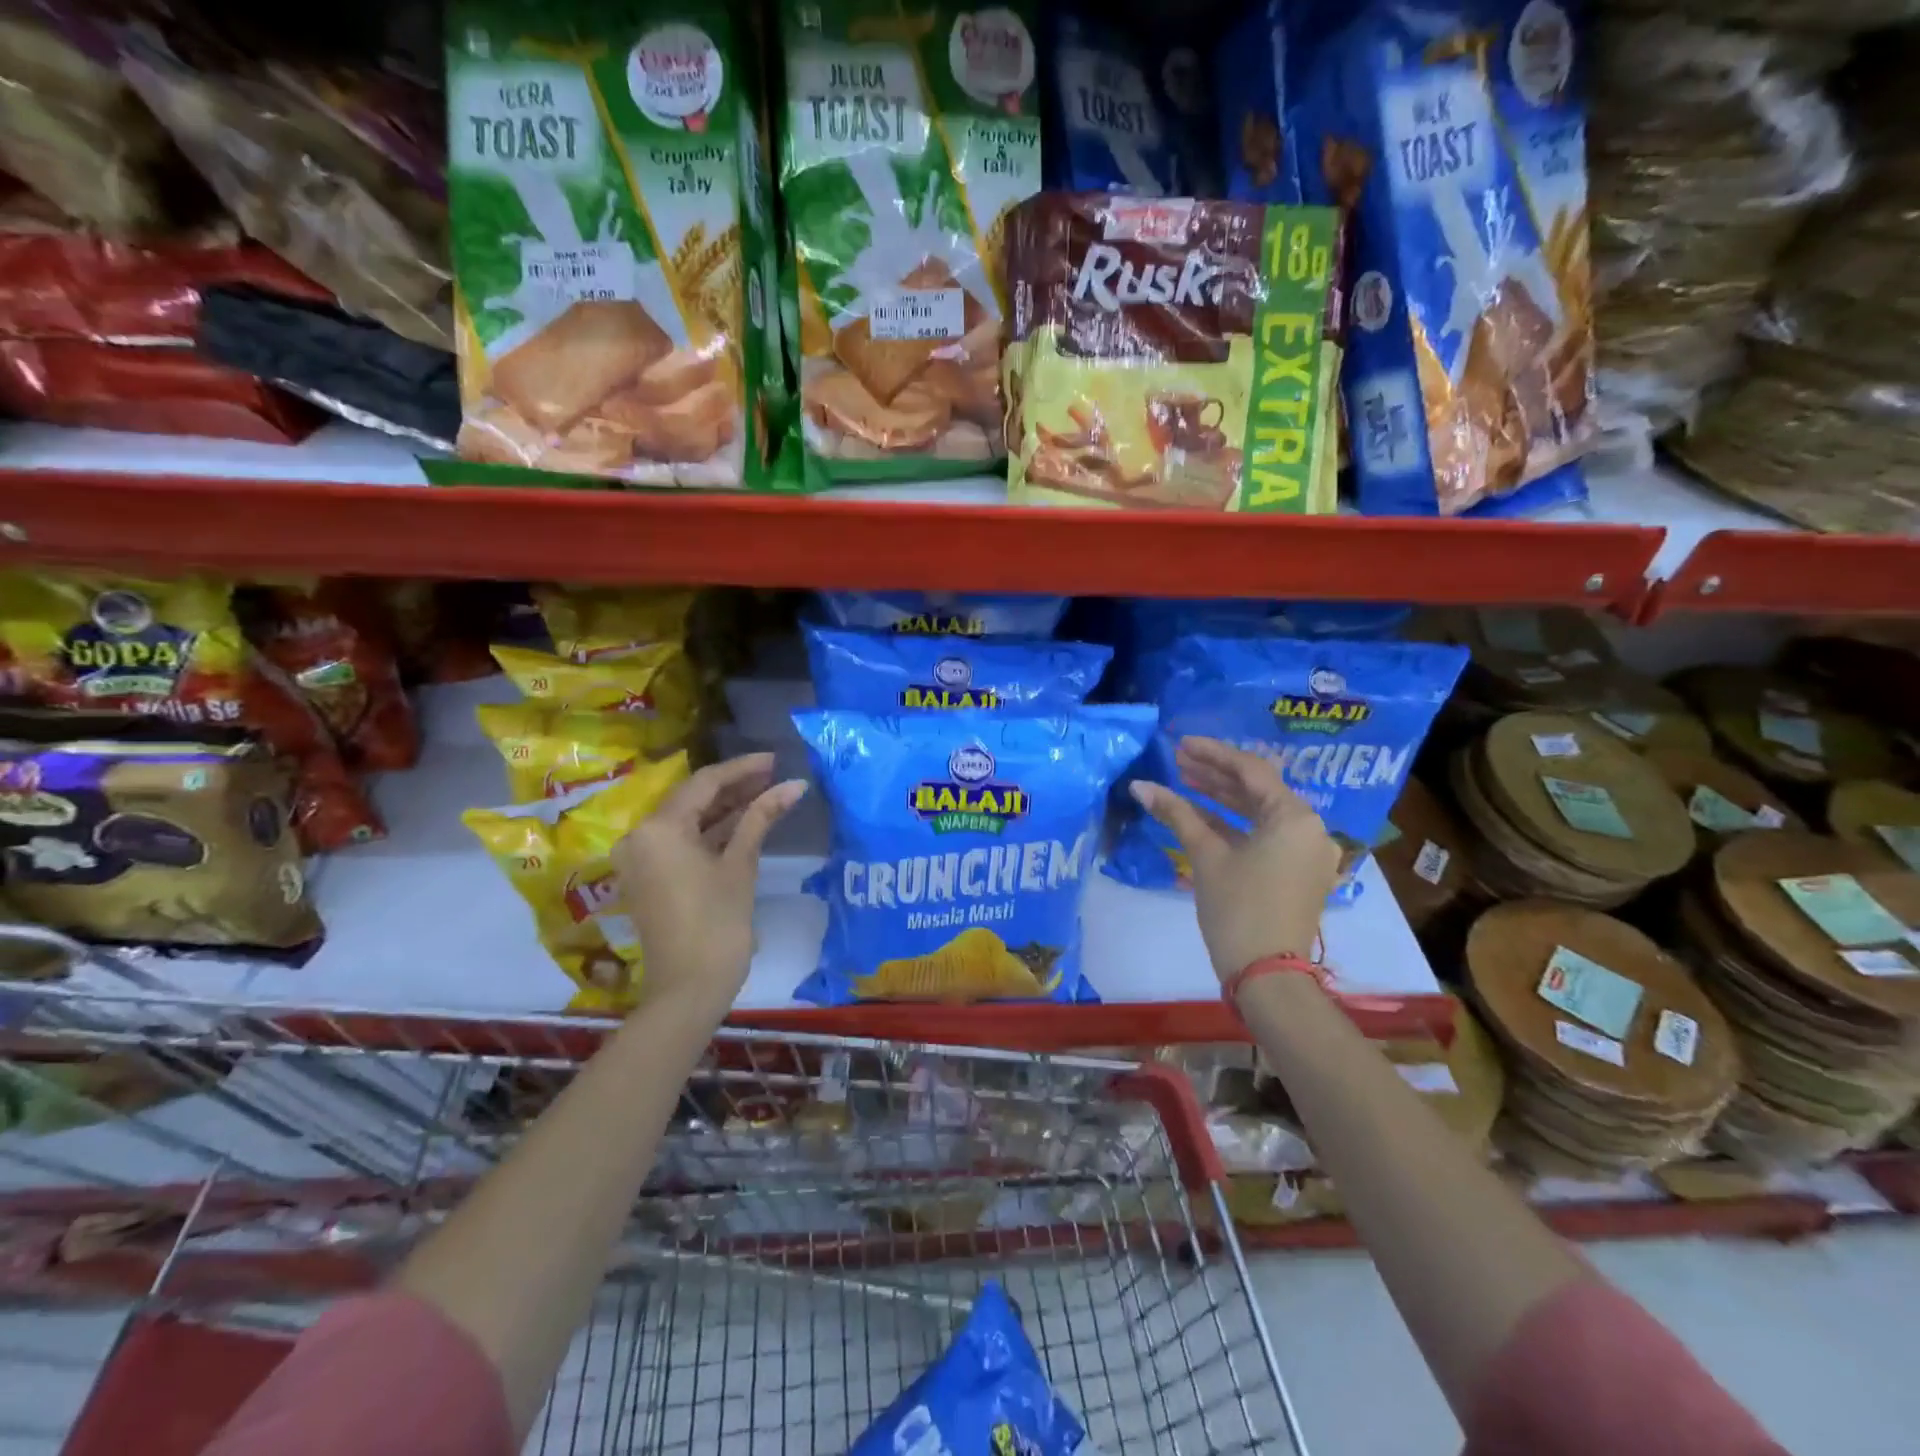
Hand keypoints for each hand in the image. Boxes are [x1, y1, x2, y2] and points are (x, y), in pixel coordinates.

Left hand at [613, 754, 806, 1016]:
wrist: (689, 989)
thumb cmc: (718, 923)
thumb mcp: (741, 864)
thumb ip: (762, 817)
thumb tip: (794, 785)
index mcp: (658, 828)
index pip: (704, 783)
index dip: (743, 768)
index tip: (775, 759)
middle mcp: (640, 836)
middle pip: (692, 799)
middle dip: (735, 787)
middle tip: (775, 775)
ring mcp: (642, 858)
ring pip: (688, 820)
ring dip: (726, 808)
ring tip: (767, 793)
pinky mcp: (650, 877)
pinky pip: (682, 841)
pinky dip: (712, 832)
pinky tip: (745, 821)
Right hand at [1129, 737, 1340, 984]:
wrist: (1268, 975)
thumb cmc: (1238, 909)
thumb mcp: (1206, 856)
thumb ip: (1176, 814)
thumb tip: (1140, 786)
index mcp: (1295, 817)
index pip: (1251, 770)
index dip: (1213, 754)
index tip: (1181, 744)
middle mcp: (1310, 829)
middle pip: (1259, 789)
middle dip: (1217, 775)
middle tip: (1179, 761)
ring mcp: (1307, 853)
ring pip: (1261, 813)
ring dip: (1224, 798)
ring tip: (1185, 782)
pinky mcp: (1298, 873)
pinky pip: (1266, 836)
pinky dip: (1236, 826)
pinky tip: (1202, 817)